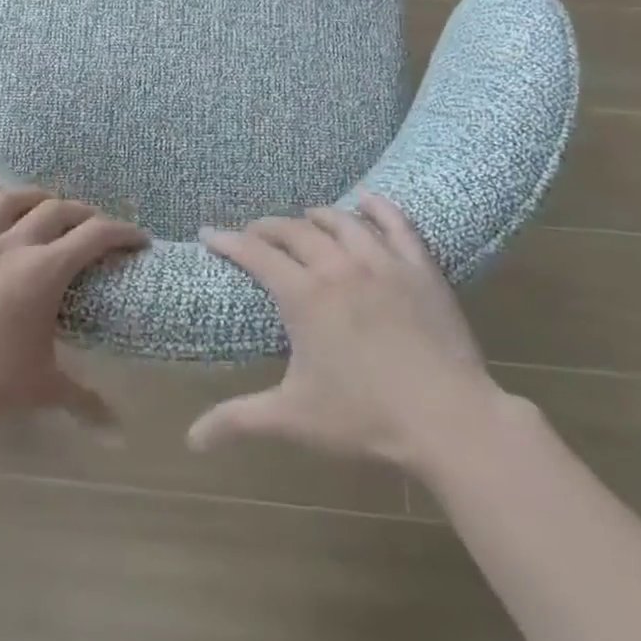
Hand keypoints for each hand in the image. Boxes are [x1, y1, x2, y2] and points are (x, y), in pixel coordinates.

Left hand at [0, 171, 146, 443]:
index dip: (121, 232)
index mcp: (42, 272)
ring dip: (34, 197)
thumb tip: (118, 432)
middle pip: (55, 212)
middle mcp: (10, 246)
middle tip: (92, 227)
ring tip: (46, 203)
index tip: (137, 238)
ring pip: (8, 201)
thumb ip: (84, 401)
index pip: (93, 237)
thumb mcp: (42, 389)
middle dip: (82, 214)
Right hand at [187, 192, 502, 469]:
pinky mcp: (419, 267)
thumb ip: (238, 421)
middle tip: (254, 234)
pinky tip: (367, 200)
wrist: (448, 419)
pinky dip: (378, 207)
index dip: (228, 241)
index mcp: (304, 295)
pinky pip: (397, 224)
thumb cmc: (365, 418)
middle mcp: (338, 266)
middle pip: (294, 231)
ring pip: (341, 222)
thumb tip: (192, 441)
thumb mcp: (293, 418)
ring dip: (316, 216)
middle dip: (267, 228)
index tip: (208, 234)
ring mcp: (382, 262)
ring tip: (305, 218)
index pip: (255, 254)